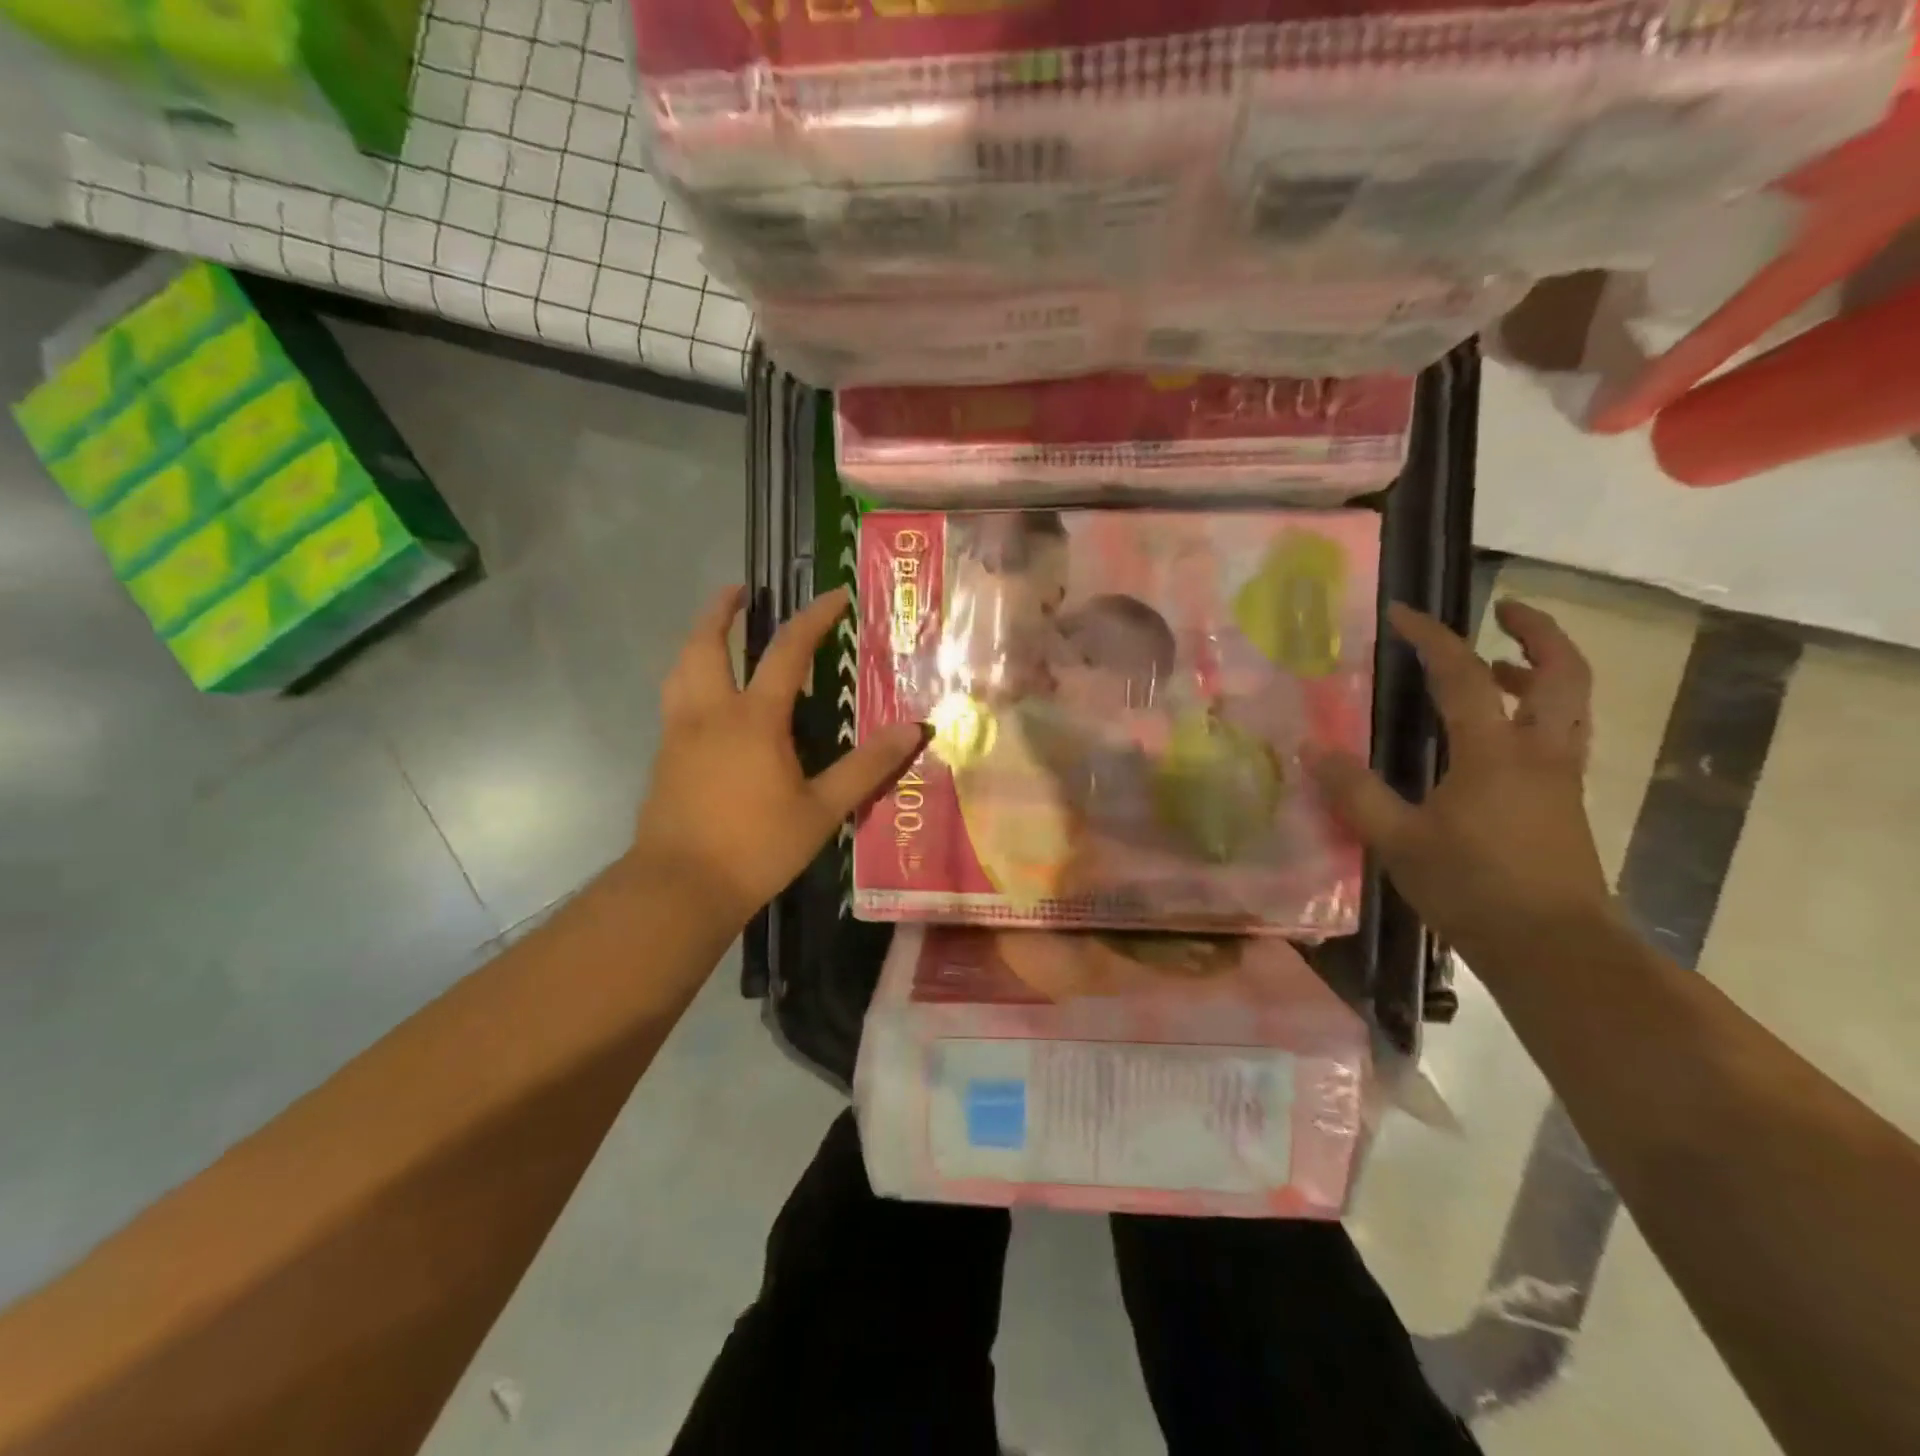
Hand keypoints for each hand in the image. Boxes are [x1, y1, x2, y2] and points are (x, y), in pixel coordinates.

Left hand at [630, 585, 924, 929]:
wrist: (680, 888)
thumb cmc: (757, 847)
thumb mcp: (822, 809)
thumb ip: (867, 767)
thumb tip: (914, 729)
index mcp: (754, 719)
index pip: (786, 651)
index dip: (813, 618)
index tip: (835, 595)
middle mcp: (710, 713)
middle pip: (706, 644)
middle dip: (721, 611)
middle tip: (739, 591)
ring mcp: (679, 734)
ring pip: (680, 669)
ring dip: (697, 640)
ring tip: (713, 632)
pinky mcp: (663, 758)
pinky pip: (674, 699)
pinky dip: (688, 677)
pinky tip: (704, 698)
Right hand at [1309, 600, 1612, 956]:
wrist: (1555, 949)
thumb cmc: (1474, 889)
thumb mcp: (1399, 841)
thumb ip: (1355, 792)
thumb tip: (1310, 749)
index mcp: (1495, 752)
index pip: (1464, 675)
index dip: (1431, 638)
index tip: (1401, 613)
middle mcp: (1540, 752)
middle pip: (1563, 673)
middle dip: (1538, 632)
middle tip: (1507, 611)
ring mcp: (1561, 778)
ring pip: (1571, 705)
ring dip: (1542, 672)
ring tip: (1498, 668)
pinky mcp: (1565, 803)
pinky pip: (1561, 736)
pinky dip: (1538, 713)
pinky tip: (1497, 738)